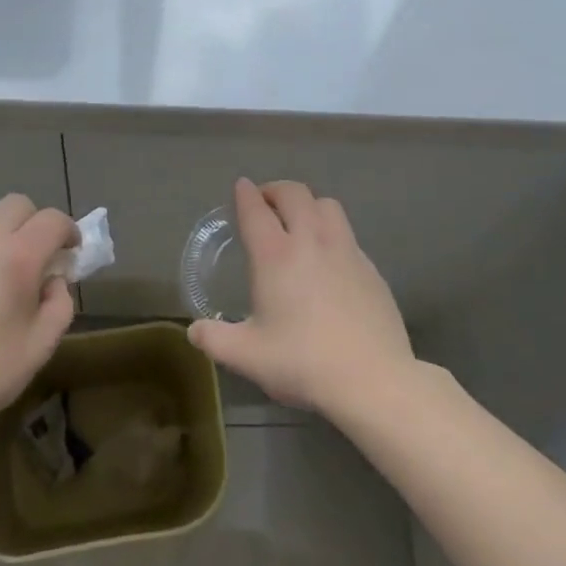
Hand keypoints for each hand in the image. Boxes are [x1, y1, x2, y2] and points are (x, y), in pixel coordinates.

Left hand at [0, 194, 77, 439]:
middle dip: (34, 224)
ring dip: (0, 242)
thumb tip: (52, 281)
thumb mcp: (41, 345)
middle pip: (16, 205)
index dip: (68, 231)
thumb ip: (60, 302)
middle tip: (36, 260)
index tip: (70, 254)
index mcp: (16, 257)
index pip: (52, 220)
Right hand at [188, 178, 414, 419]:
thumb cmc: (303, 363)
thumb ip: (216, 340)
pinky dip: (331, 231)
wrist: (372, 378)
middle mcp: (311, 241)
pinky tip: (329, 257)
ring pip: (326, 204)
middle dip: (275, 190)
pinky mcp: (369, 266)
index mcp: (276, 256)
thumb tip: (194, 331)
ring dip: (308, 203)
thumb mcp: (248, 357)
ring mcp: (345, 250)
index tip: (241, 187)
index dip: (245, 195)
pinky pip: (347, 232)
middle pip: (294, 194)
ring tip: (299, 220)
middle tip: (265, 201)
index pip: (256, 210)